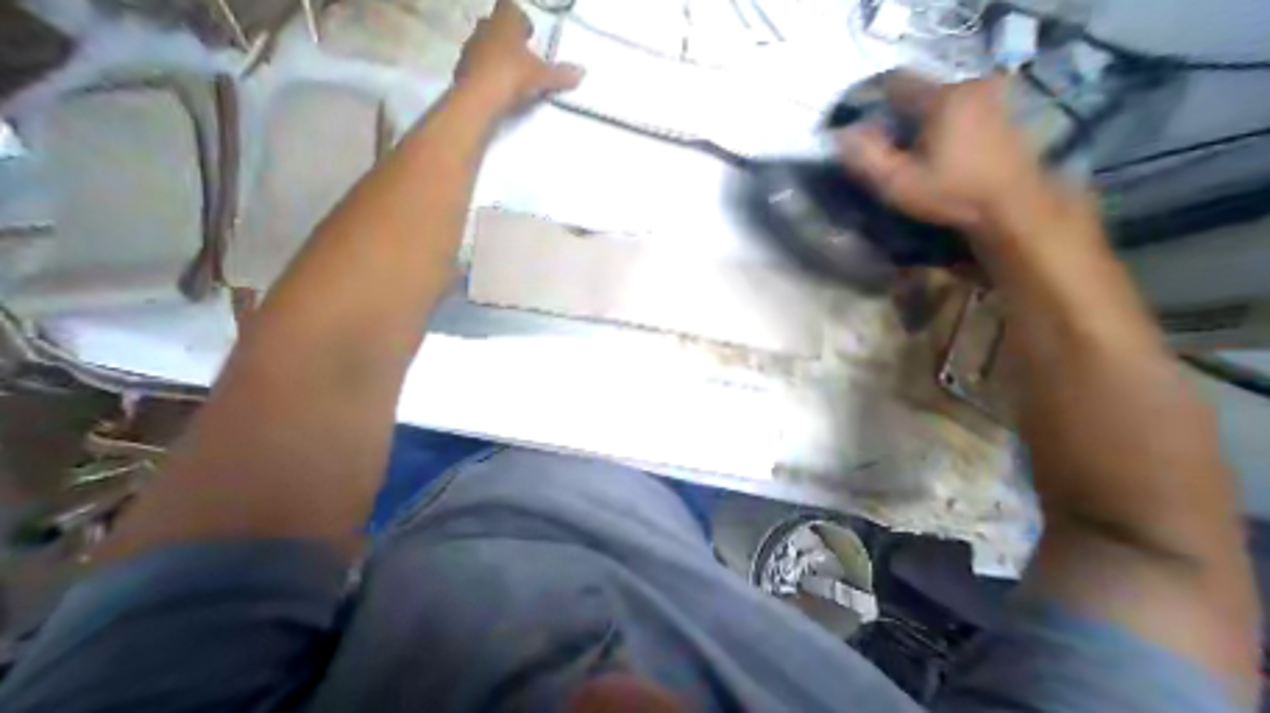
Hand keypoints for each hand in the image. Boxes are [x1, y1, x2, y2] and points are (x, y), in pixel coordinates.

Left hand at [456, 1, 584, 113]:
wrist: (478, 97)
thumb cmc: (511, 76)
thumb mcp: (541, 78)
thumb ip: (560, 75)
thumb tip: (583, 71)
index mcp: (505, 21)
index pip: (512, 9)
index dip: (522, 21)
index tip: (530, 36)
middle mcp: (485, 27)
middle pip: (498, 26)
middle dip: (509, 39)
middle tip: (523, 57)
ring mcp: (471, 46)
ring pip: (487, 45)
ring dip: (497, 56)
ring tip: (512, 76)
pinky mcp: (463, 68)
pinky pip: (479, 65)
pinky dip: (488, 73)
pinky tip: (497, 88)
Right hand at [840, 72, 1097, 253]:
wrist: (1011, 203)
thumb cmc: (949, 193)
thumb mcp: (897, 183)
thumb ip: (866, 157)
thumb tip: (842, 135)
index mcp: (942, 98)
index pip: (895, 84)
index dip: (871, 106)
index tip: (860, 133)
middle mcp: (968, 84)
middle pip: (916, 93)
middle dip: (894, 118)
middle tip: (883, 152)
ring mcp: (989, 93)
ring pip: (935, 101)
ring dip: (916, 122)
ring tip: (907, 154)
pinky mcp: (999, 107)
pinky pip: (954, 107)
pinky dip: (937, 124)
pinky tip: (935, 151)